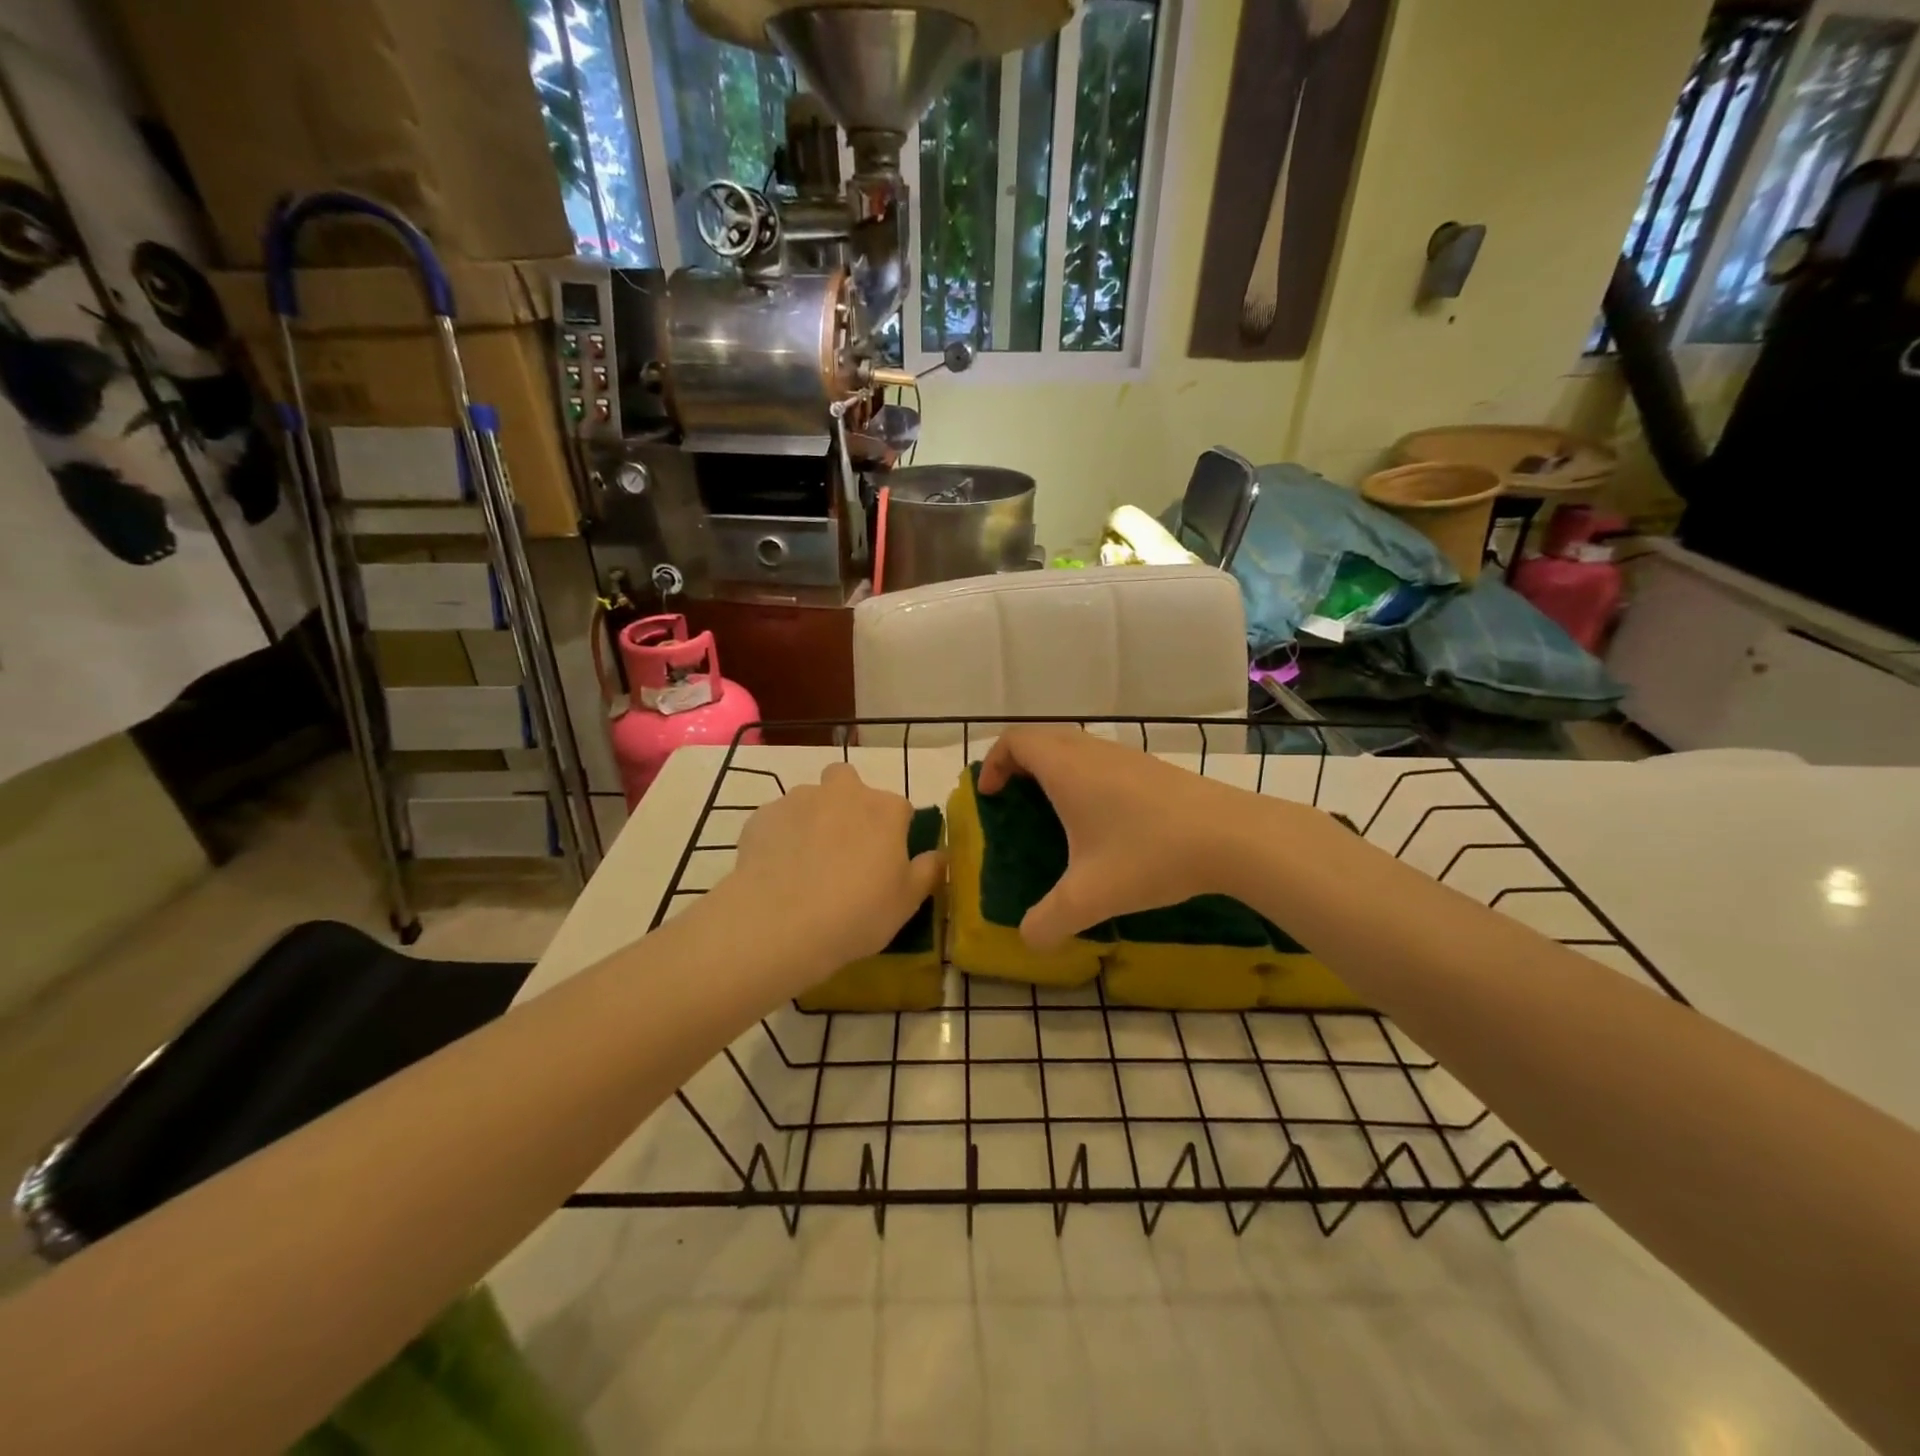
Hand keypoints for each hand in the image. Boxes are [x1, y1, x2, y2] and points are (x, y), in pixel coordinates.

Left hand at [718, 763, 945, 986]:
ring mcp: (798, 800)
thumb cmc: (857, 913)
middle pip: (848, 782)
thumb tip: (939, 854)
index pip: (900, 809)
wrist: (779, 924)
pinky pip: (778, 820)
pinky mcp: (762, 816)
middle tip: (844, 846)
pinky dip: (781, 837)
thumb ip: (928, 871)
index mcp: (885, 809)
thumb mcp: (907, 902)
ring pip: (811, 799)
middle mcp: (843, 793)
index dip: (895, 832)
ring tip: (806, 863)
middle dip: (848, 803)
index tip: (887, 861)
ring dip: (813, 819)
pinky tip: (777, 870)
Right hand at [978, 727, 1278, 947]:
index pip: (1015, 740)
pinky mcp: (1153, 769)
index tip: (990, 795)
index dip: (993, 762)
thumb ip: (1048, 921)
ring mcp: (1127, 757)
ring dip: (1053, 768)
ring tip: (1054, 811)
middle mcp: (1093, 752)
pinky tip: (1102, 820)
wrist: (1232, 837)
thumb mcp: (1090, 897)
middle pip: (1042, 737)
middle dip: (1019, 762)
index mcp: (1066, 768)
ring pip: (1075, 746)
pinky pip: (1102, 760)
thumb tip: (1027, 940)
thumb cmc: (1150, 854)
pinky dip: (1084, 776)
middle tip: (1013, 799)